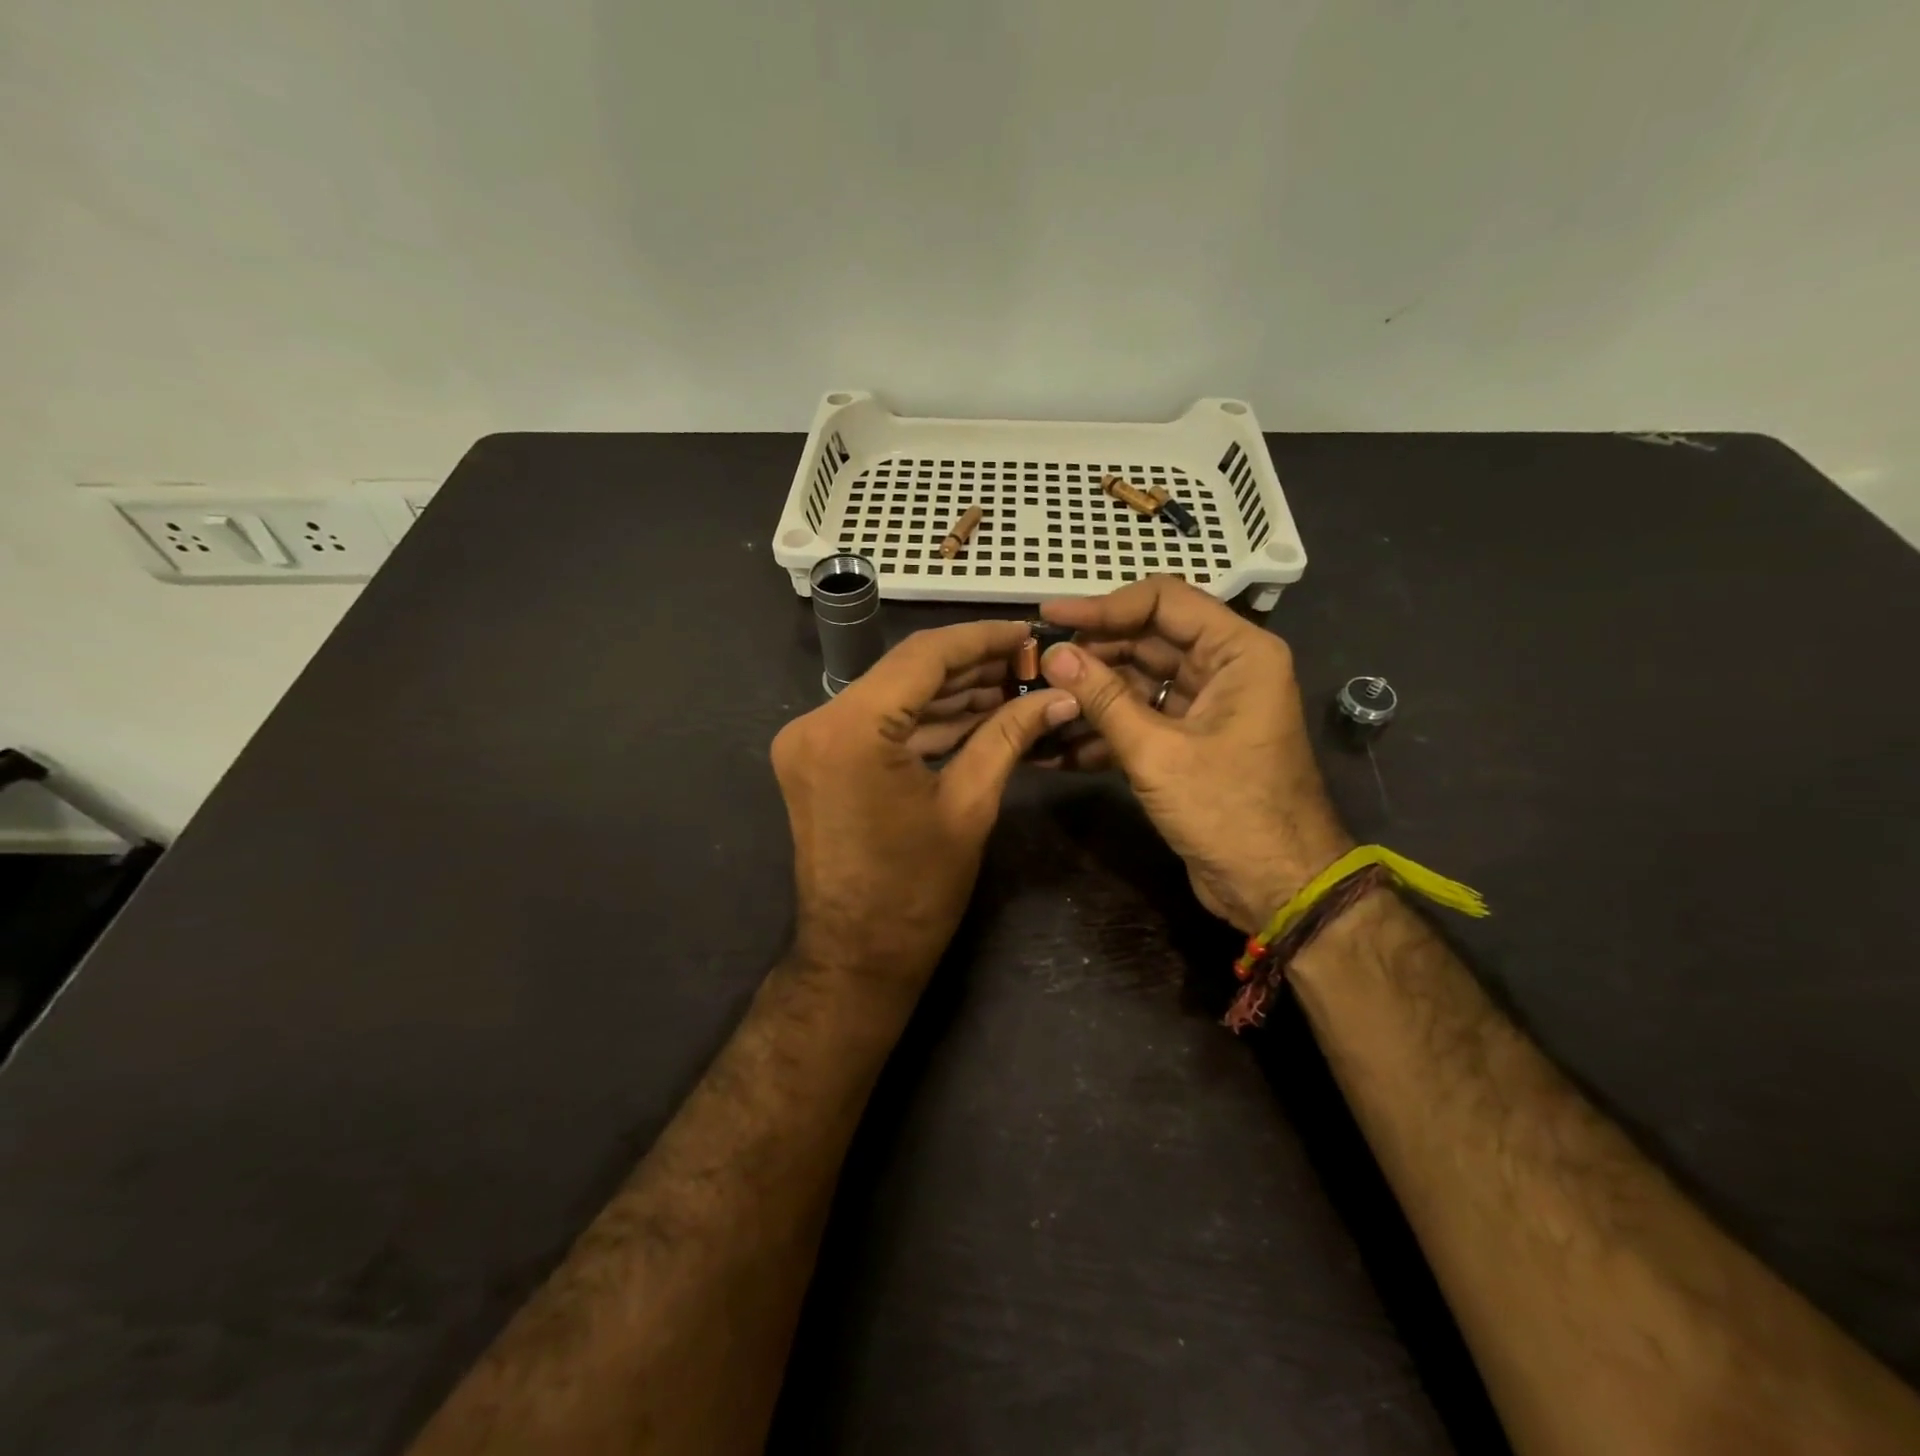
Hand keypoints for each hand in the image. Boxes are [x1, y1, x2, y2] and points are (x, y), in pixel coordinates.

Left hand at [771, 621, 1080, 988]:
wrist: (857, 955)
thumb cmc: (916, 892)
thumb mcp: (970, 806)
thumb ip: (1009, 736)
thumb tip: (1060, 697)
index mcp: (851, 730)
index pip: (923, 656)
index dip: (981, 639)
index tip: (1027, 632)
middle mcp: (818, 722)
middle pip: (906, 673)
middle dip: (970, 666)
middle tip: (1029, 663)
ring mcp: (810, 741)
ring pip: (894, 697)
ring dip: (950, 693)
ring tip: (1013, 685)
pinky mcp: (817, 759)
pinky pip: (879, 726)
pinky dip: (925, 721)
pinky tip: (976, 712)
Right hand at [1038, 578, 1350, 932]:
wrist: (1276, 889)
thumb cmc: (1229, 812)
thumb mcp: (1158, 753)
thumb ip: (1103, 699)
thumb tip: (1054, 655)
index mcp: (1238, 653)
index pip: (1164, 601)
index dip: (1104, 605)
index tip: (1051, 615)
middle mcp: (1224, 669)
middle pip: (1147, 640)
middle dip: (1092, 654)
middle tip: (1036, 665)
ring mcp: (1205, 707)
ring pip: (1138, 682)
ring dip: (1090, 695)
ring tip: (1036, 701)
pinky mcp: (1188, 742)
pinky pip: (1140, 720)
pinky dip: (1104, 731)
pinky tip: (1056, 747)